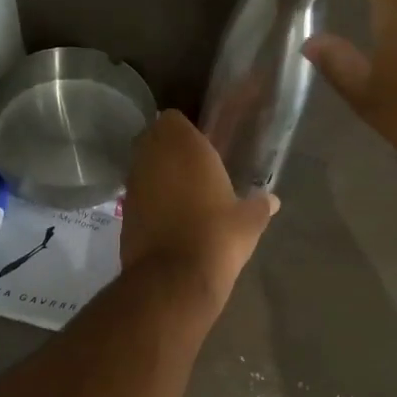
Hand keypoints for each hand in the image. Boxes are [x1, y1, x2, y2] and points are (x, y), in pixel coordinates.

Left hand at [121, 111, 277, 313]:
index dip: (185, 131)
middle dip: (169, 150)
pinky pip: (138, 195)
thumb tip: (273, 201)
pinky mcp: (123, 211)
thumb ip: (260, 205)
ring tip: (183, 196)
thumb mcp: (250, 221)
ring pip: (143, 167)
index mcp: (184, 145)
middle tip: (194, 169)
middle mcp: (152, 156)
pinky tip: (169, 219)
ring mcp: (133, 184)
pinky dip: (150, 201)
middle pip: (154, 140)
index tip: (202, 146)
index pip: (174, 118)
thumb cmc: (218, 235)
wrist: (174, 278)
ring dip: (158, 175)